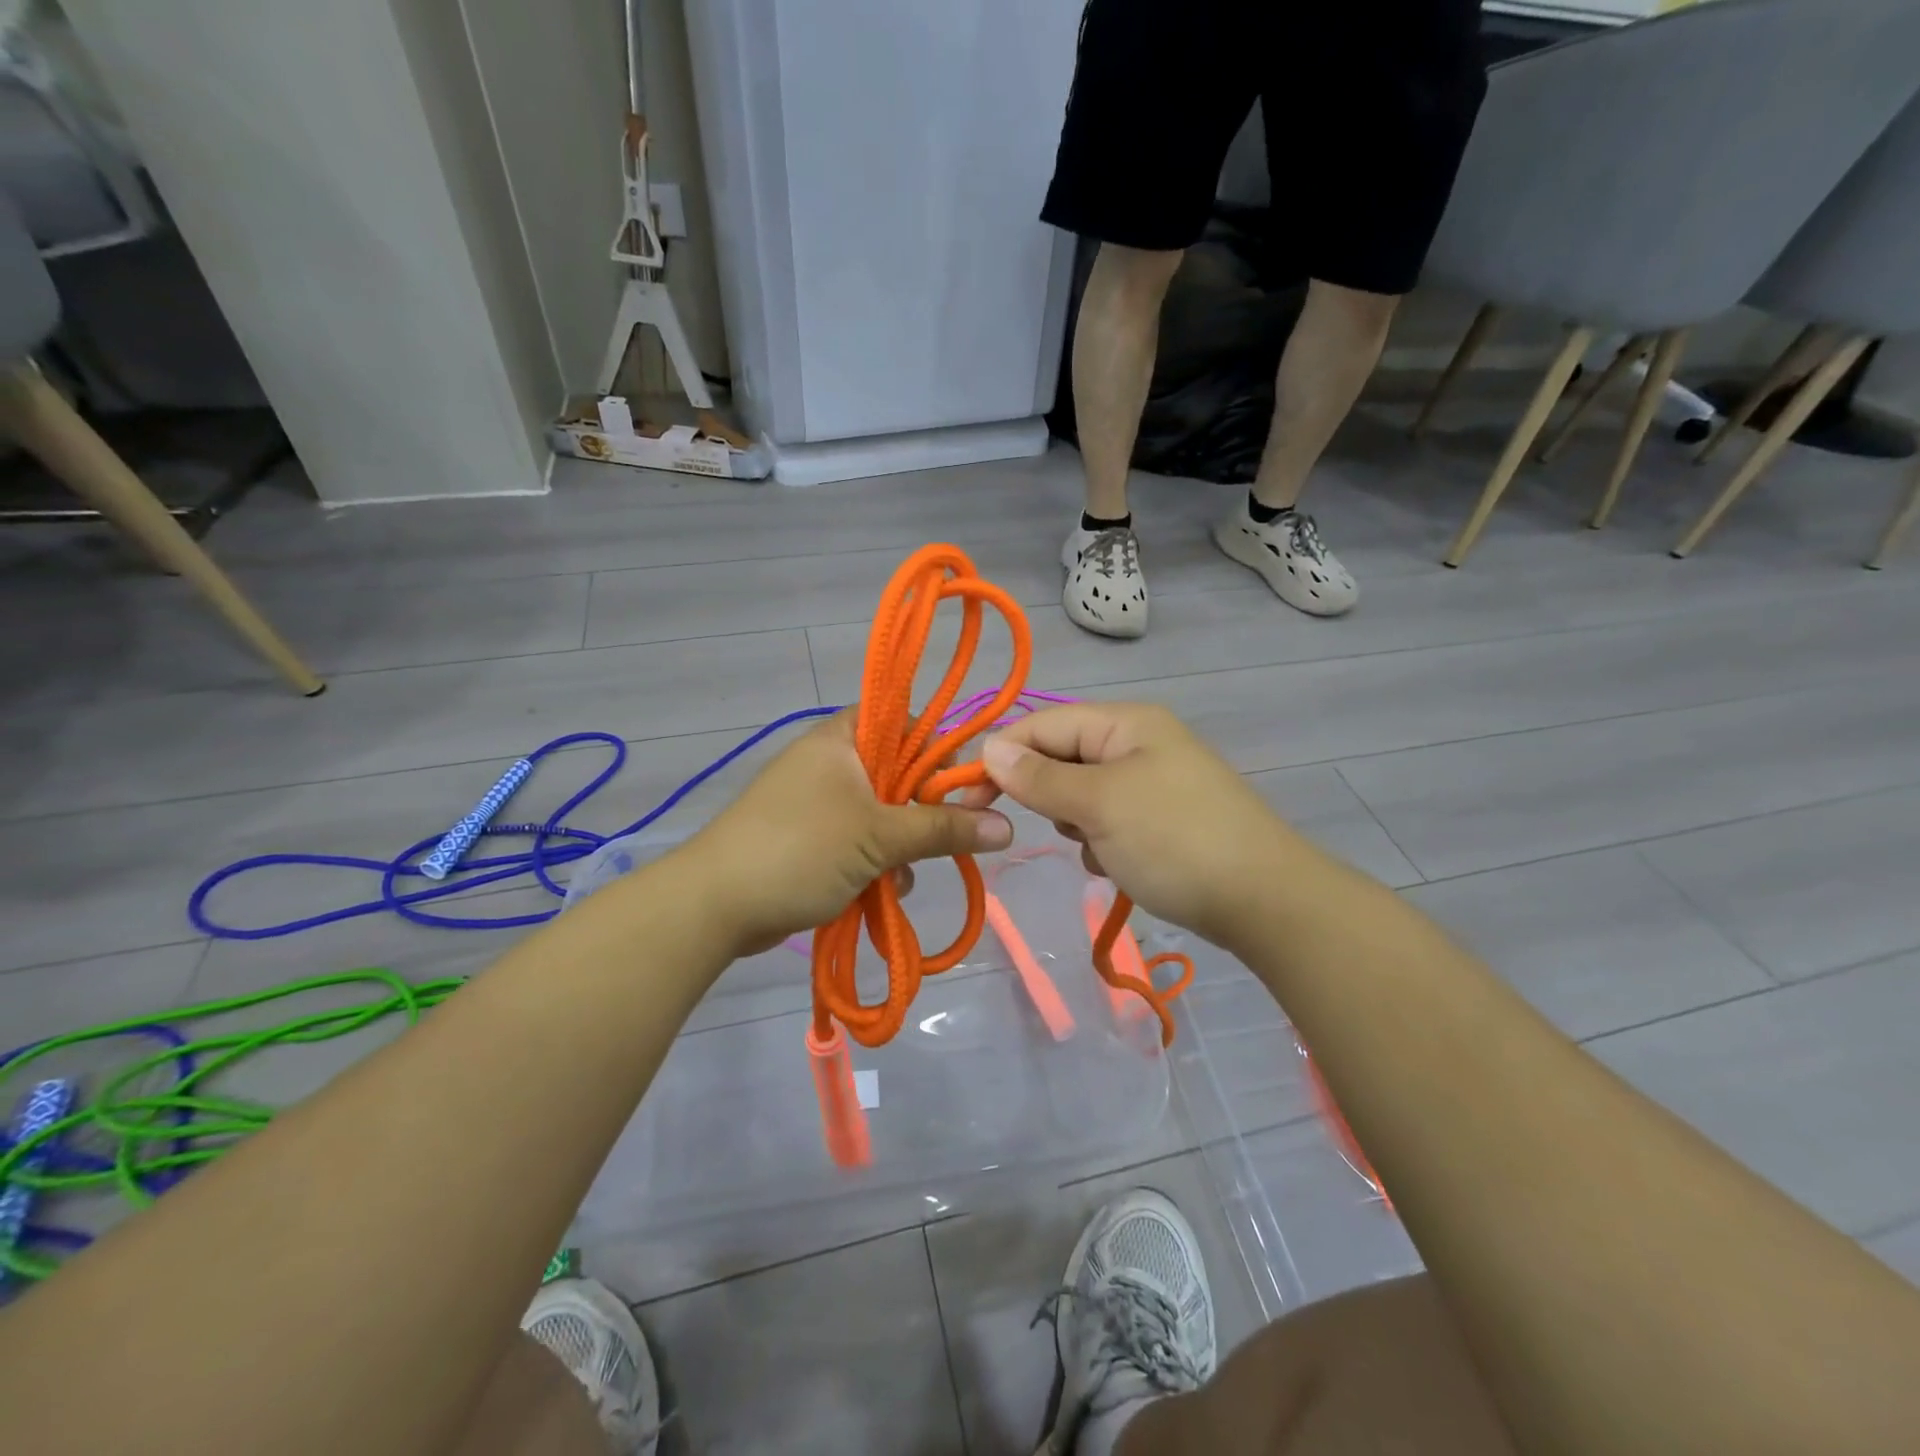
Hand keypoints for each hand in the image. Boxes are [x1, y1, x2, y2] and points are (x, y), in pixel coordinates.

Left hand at [680, 713, 1011, 956]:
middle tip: (948, 836)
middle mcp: (831, 761)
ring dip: (902, 844)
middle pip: (899, 772)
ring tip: (904, 874)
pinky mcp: (812, 838)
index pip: (906, 722)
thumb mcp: (879, 838)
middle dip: (923, 810)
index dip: (940, 750)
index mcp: (842, 739)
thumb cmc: (799, 851)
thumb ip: (943, 829)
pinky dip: (877, 862)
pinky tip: (885, 890)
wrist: (714, 906)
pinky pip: (861, 840)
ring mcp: (819, 802)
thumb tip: (1009, 827)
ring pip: (883, 812)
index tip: (966, 788)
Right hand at [969, 703, 1291, 950]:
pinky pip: (1110, 821)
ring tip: (1100, 851)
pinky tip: (1117, 866)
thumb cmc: (1174, 840)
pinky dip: (1102, 843)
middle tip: (1064, 828)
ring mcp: (1154, 781)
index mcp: (1125, 723)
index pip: (1042, 724)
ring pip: (1083, 795)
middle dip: (1049, 796)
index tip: (969, 798)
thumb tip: (989, 749)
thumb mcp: (1098, 805)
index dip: (1002, 756)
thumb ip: (1039, 777)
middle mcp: (1138, 743)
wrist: (1266, 901)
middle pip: (1062, 758)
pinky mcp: (1164, 819)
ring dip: (1077, 824)